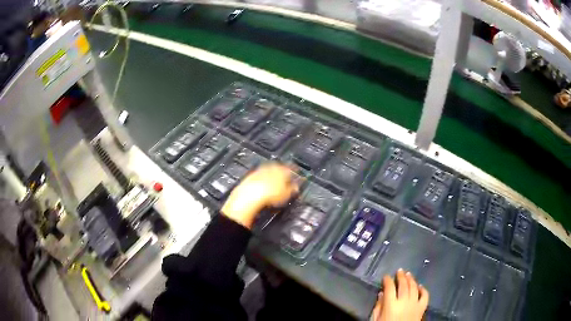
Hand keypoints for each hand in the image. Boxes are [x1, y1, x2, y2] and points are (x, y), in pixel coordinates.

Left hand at [221, 163, 298, 228]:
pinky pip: (259, 177)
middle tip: (285, 181)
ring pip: (268, 172)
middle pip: (278, 169)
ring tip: (273, 186)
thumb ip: (292, 189)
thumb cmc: (269, 195)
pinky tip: (262, 188)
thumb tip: (296, 188)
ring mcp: (259, 171)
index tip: (296, 177)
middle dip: (282, 174)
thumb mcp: (286, 195)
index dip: (294, 173)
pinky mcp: (250, 176)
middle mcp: (270, 167)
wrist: (250, 196)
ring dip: (271, 177)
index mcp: (282, 170)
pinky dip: (262, 181)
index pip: (290, 169)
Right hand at [371, 269, 428, 320]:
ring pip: (414, 287)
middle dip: (400, 277)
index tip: (386, 276)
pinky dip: (423, 289)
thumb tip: (381, 294)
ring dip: (411, 280)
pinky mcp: (422, 308)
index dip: (387, 280)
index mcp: (391, 305)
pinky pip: (425, 296)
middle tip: (399, 271)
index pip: (389, 287)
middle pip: (403, 285)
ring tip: (408, 274)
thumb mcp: (376, 319)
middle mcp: (404, 302)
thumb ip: (378, 307)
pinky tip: (420, 286)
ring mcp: (415, 304)